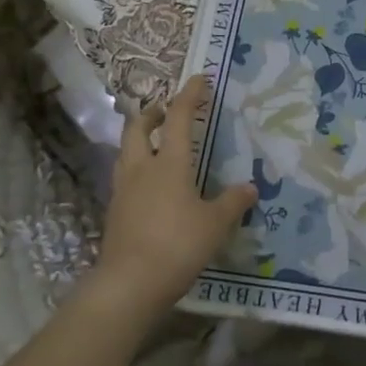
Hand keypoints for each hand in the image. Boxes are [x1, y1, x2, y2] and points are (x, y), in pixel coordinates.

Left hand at [93, 75, 256, 319]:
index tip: (198, 79)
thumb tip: (250, 187)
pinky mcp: (114, 213)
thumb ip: (232, 203)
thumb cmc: (176, 245)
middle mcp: (142, 169)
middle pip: (138, 127)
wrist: (127, 286)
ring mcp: (123, 191)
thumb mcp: (215, 225)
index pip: (178, 118)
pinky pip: (124, 177)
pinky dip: (136, 168)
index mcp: (169, 163)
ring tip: (155, 143)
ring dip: (139, 138)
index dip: (189, 96)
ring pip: (126, 151)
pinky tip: (149, 185)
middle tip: (165, 110)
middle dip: (152, 113)